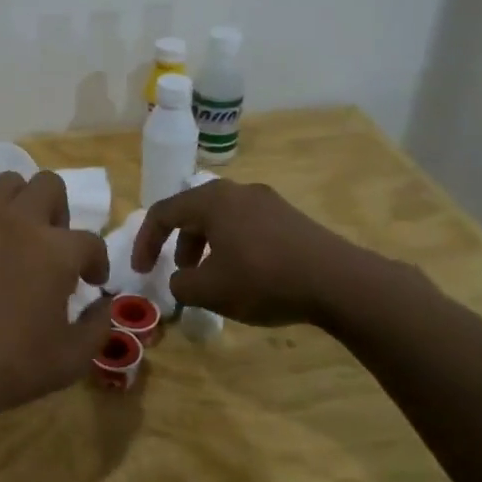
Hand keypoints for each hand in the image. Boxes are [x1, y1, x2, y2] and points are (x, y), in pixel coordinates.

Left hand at [0, 170, 111, 426]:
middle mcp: (20, 221)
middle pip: (49, 186)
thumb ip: (98, 326)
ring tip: (17, 239)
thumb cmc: (11, 365)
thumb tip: (105, 304)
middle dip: (60, 212)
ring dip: (21, 205)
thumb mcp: (71, 359)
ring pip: (8, 184)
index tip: (92, 281)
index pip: (90, 241)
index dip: (96, 261)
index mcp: (56, 250)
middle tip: (54, 247)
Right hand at [131, 179, 375, 328]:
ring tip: (213, 278)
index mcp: (211, 200)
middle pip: (194, 212)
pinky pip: (248, 226)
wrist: (339, 282)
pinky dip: (234, 246)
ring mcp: (268, 201)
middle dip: (179, 244)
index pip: (163, 213)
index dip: (145, 242)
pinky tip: (247, 275)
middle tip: (180, 273)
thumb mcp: (210, 290)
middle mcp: (237, 191)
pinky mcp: (291, 218)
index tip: (142, 270)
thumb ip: (181, 285)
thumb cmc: (263, 279)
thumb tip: (181, 281)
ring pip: (222, 219)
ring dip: (207, 246)